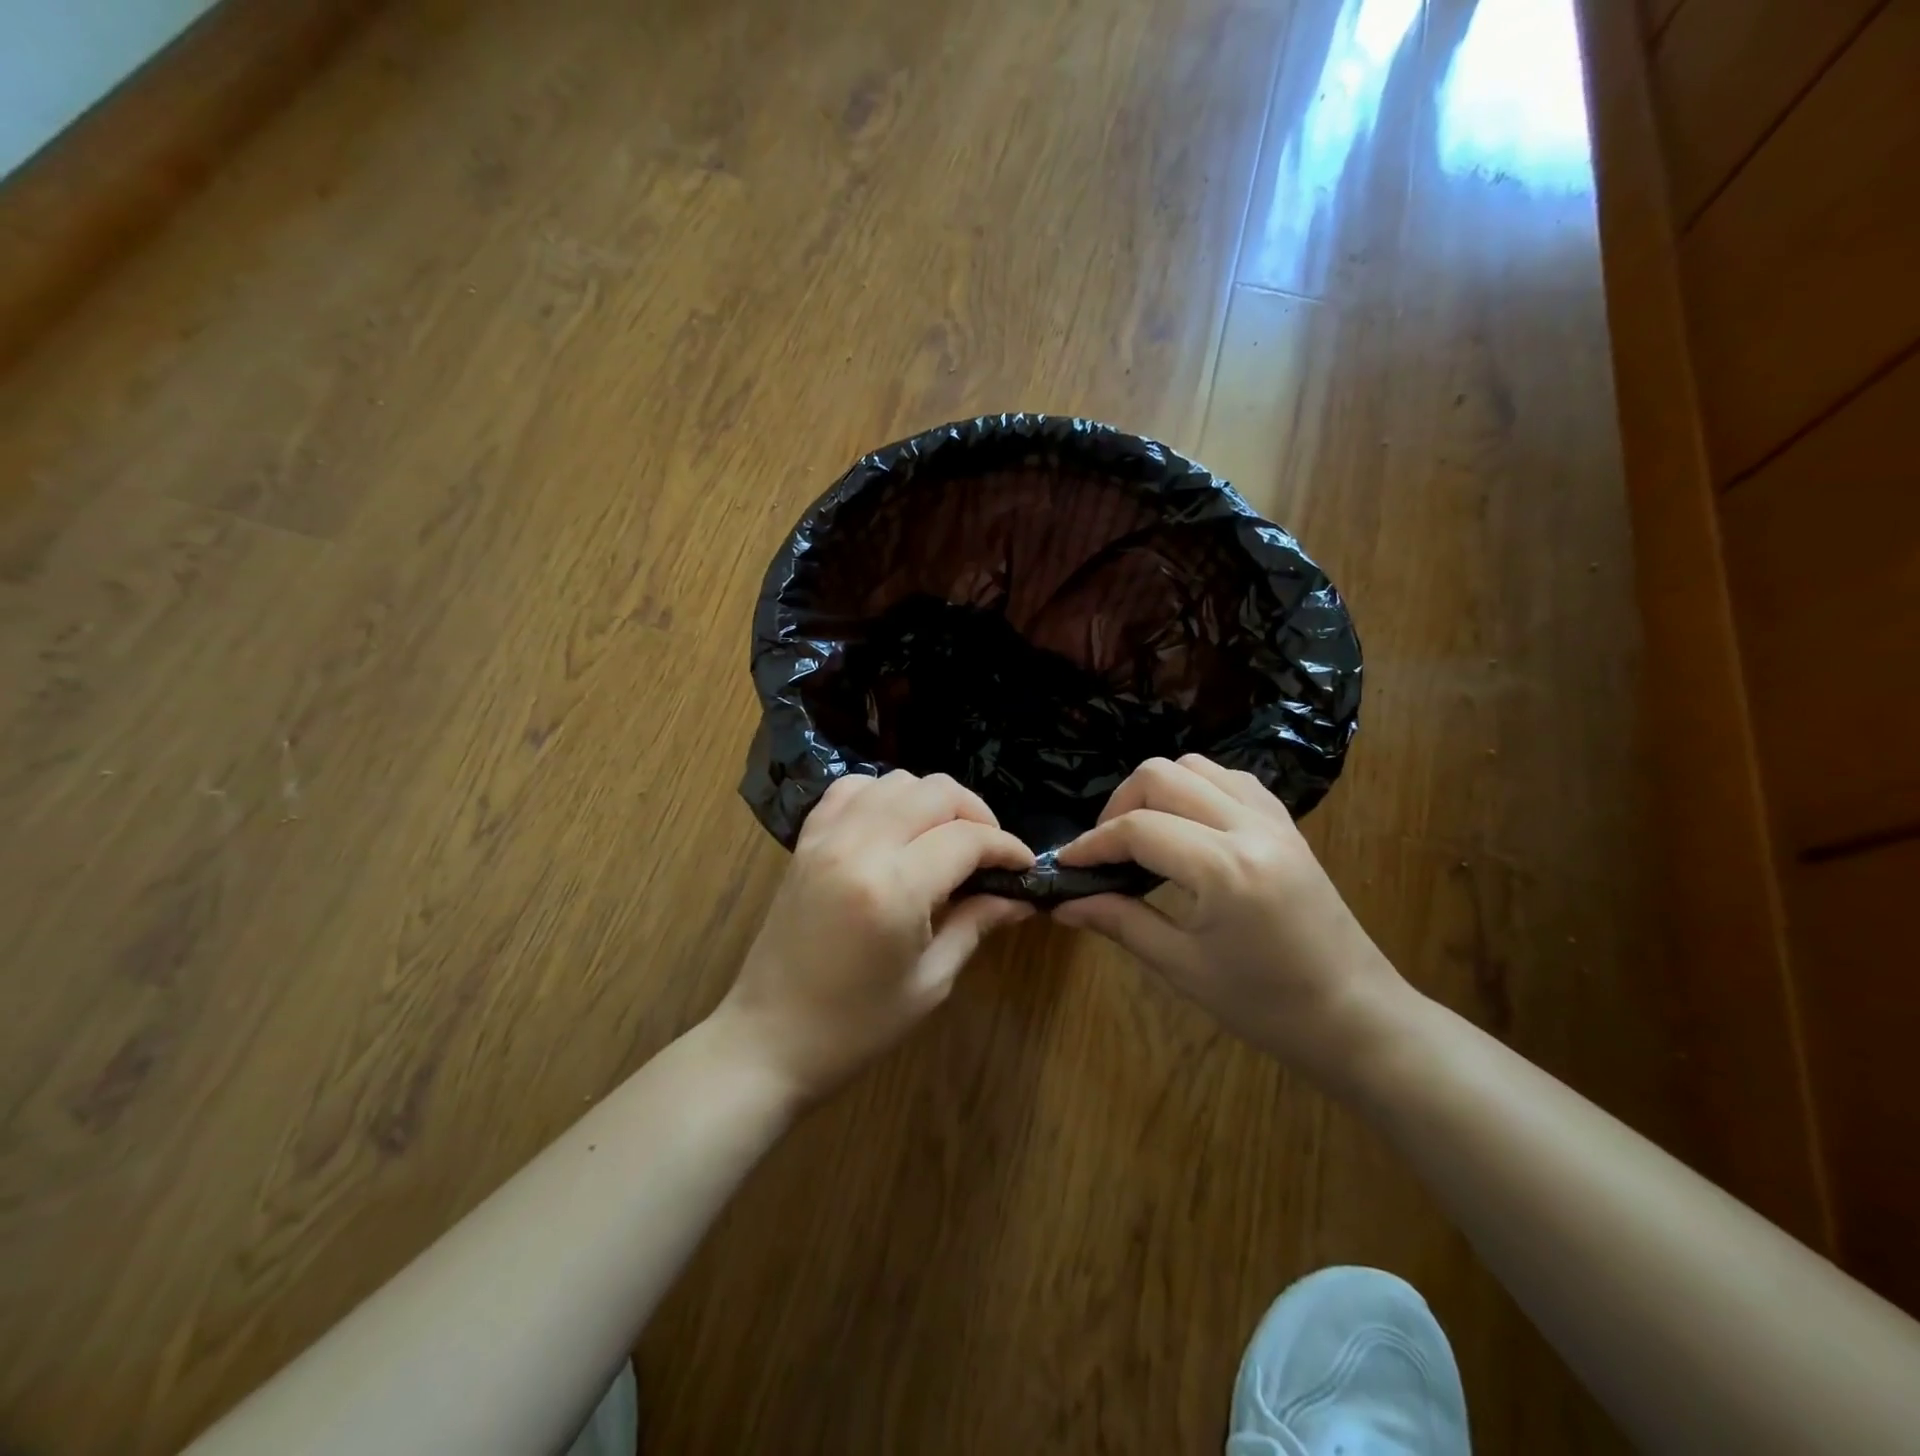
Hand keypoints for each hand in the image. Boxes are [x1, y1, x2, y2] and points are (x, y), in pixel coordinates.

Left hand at [718, 770, 1034, 1099]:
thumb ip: (976, 924)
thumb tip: (1019, 897)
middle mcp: (860, 846)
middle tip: (990, 852)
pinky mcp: (806, 841)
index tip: (1024, 865)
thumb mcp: (930, 982)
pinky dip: (884, 796)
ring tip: (947, 838)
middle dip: (976, 813)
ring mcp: (827, 837)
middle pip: (936, 792)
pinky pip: (851, 790)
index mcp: (894, 888)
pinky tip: (896, 826)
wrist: (768, 1039)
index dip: (1006, 846)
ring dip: (933, 801)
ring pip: (896, 781)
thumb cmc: (856, 1026)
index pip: (967, 838)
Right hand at [1052, 754, 1411, 1086]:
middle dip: (1119, 805)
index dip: (1091, 844)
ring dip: (1157, 790)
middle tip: (1104, 850)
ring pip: (1197, 767)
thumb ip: (1120, 921)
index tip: (1065, 864)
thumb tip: (1063, 904)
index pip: (1138, 829)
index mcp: (1225, 868)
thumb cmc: (1266, 1005)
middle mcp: (1249, 827)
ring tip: (1142, 834)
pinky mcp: (1287, 824)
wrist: (1357, 1017)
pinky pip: (1231, 780)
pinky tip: (1187, 827)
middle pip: (1162, 776)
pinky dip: (1196, 789)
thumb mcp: (1183, 967)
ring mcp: (1274, 820)